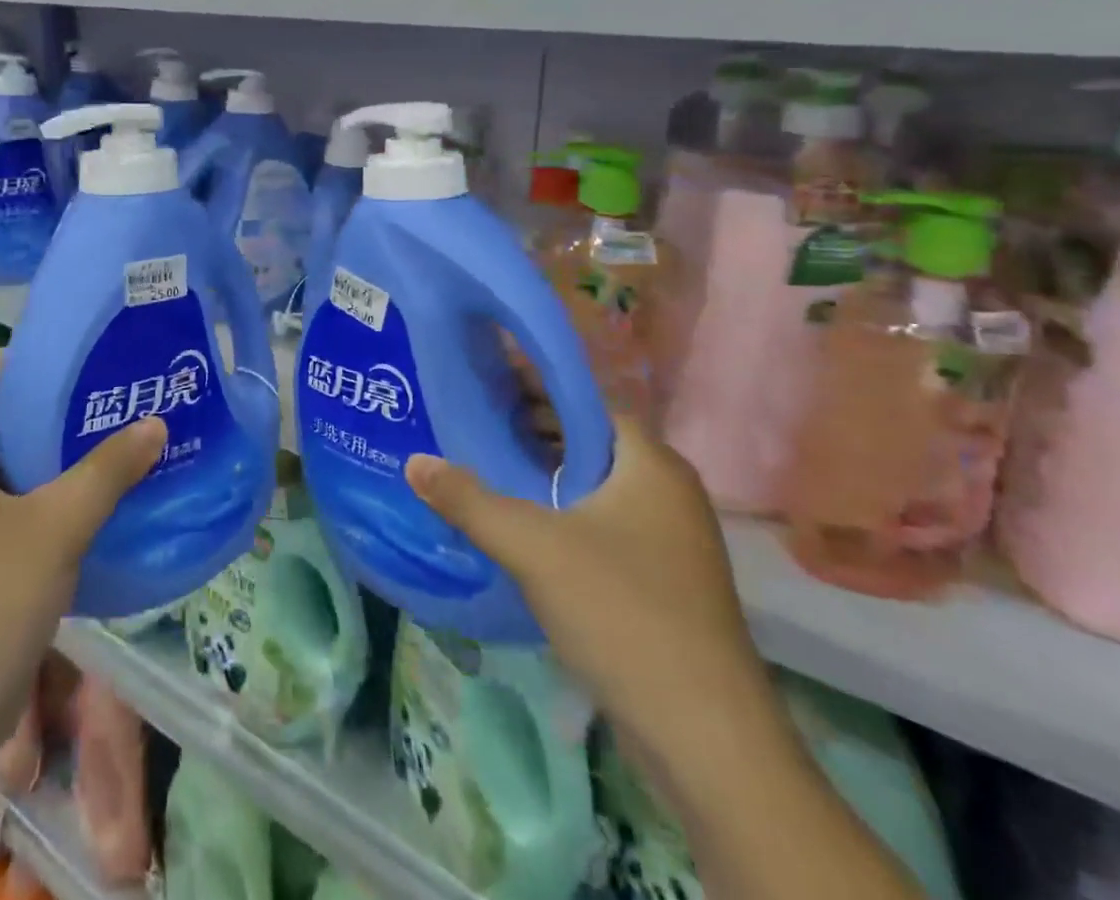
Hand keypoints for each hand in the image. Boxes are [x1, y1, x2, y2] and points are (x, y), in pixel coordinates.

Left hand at [0, 353, 166, 763]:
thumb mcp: (56, 527)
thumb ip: (106, 472)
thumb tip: (155, 422)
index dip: (25, 359)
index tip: (77, 346)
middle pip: (3, 429)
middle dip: (54, 408)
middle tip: (110, 388)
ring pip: (16, 476)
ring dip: (59, 458)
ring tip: (115, 434)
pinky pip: (21, 516)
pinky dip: (55, 500)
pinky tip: (99, 500)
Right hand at [405, 417, 782, 763]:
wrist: (705, 738)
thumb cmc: (622, 612)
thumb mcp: (532, 547)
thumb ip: (468, 499)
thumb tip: (413, 462)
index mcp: (650, 464)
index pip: (588, 402)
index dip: (537, 386)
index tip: (486, 381)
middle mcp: (668, 491)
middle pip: (591, 441)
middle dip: (534, 429)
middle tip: (475, 422)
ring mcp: (671, 539)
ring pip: (596, 485)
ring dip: (546, 473)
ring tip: (486, 466)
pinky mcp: (663, 579)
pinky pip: (603, 522)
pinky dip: (563, 511)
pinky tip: (521, 526)